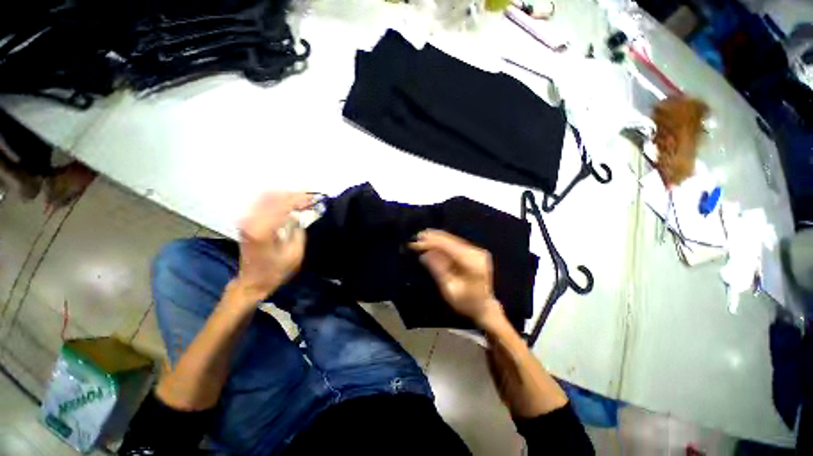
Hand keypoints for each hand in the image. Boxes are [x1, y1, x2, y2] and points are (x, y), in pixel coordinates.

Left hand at [233, 192, 313, 302]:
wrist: (252, 281)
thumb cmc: (275, 271)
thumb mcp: (294, 253)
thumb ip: (298, 231)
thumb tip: (298, 216)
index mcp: (263, 229)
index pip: (283, 205)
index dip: (300, 199)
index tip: (314, 199)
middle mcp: (251, 220)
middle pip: (273, 196)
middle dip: (294, 195)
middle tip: (310, 198)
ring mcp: (246, 219)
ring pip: (267, 197)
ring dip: (286, 196)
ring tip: (302, 200)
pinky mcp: (247, 221)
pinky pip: (263, 202)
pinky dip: (278, 200)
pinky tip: (289, 204)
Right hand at [410, 229, 504, 327]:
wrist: (484, 306)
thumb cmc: (466, 302)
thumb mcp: (449, 289)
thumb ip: (438, 270)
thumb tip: (424, 255)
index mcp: (472, 263)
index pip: (449, 247)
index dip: (432, 242)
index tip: (417, 242)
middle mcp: (476, 253)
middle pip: (451, 241)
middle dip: (433, 238)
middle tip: (417, 237)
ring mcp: (477, 251)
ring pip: (453, 240)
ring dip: (437, 238)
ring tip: (422, 236)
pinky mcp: (474, 252)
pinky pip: (455, 244)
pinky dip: (443, 242)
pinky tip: (433, 240)